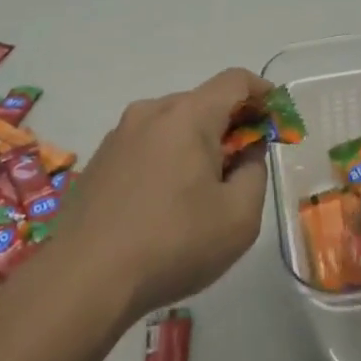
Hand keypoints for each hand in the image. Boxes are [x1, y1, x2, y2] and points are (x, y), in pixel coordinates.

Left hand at [58, 68, 272, 317]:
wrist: (83, 280)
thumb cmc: (173, 244)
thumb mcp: (238, 217)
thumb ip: (254, 174)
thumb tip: (246, 154)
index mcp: (188, 115)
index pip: (235, 81)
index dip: (263, 92)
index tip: (277, 118)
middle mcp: (151, 112)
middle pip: (202, 102)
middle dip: (230, 125)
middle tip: (244, 165)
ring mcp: (118, 135)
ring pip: (171, 124)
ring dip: (195, 143)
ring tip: (202, 191)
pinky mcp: (98, 161)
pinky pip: (145, 146)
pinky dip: (166, 159)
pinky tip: (164, 204)